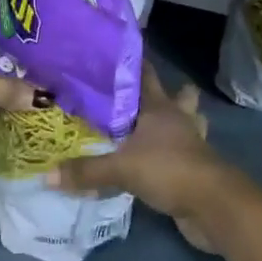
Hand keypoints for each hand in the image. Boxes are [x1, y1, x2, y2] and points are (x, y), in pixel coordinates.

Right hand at [52, 65, 249, 251]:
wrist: (214, 206)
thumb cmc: (169, 170)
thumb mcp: (121, 169)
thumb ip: (86, 171)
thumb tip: (47, 175)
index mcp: (159, 107)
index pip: (145, 75)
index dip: (132, 63)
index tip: (113, 54)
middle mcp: (176, 118)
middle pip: (175, 95)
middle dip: (160, 92)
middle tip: (130, 94)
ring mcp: (190, 143)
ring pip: (184, 122)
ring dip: (172, 122)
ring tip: (149, 126)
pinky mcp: (194, 168)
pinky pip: (180, 153)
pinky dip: (169, 153)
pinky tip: (153, 160)